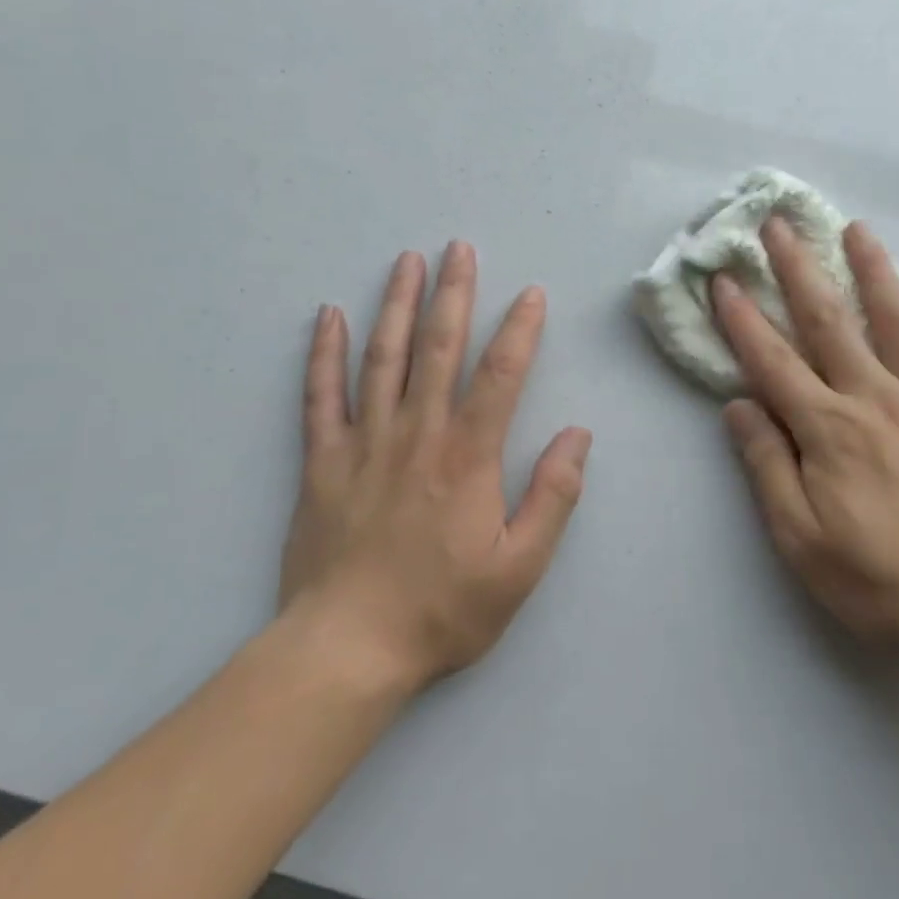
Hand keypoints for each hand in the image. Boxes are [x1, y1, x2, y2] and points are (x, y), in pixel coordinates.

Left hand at [279, 243, 591, 694]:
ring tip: (406, 261)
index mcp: (468, 456)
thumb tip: (577, 435)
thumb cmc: (442, 609)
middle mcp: (417, 433)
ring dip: (397, 304)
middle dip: (453, 293)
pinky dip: (324, 353)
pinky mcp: (321, 462)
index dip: (520, 329)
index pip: (500, 374)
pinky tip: (328, 317)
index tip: (531, 294)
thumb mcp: (521, 567)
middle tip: (459, 248)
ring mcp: (363, 443)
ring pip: (382, 358)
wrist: (346, 651)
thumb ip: (554, 496)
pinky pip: (320, 396)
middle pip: (438, 348)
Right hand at [714, 218, 898, 663]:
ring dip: (873, 269)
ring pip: (897, 320)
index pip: (772, 361)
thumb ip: (767, 465)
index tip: (723, 278)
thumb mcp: (799, 538)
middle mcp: (874, 398)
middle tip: (779, 223)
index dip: (742, 318)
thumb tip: (738, 405)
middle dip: (798, 268)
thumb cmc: (877, 577)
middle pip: (829, 321)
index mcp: (827, 429)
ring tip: (856, 228)